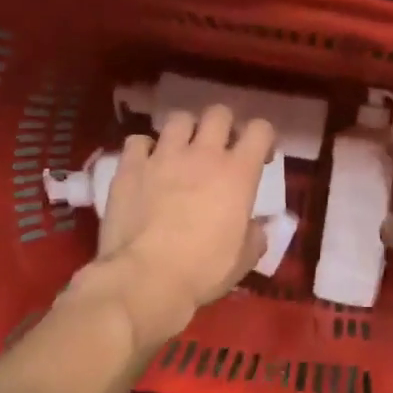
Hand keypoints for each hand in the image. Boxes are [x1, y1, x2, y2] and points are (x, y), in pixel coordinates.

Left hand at [80, 106, 276, 346]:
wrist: (145, 279)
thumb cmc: (203, 270)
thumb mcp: (244, 259)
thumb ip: (255, 235)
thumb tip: (256, 227)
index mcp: (238, 173)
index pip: (260, 129)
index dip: (263, 138)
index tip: (260, 157)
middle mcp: (203, 154)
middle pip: (218, 113)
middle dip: (223, 126)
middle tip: (220, 150)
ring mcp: (163, 156)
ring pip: (178, 119)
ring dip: (185, 132)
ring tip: (182, 152)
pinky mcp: (129, 167)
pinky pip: (138, 141)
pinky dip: (145, 149)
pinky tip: (146, 165)